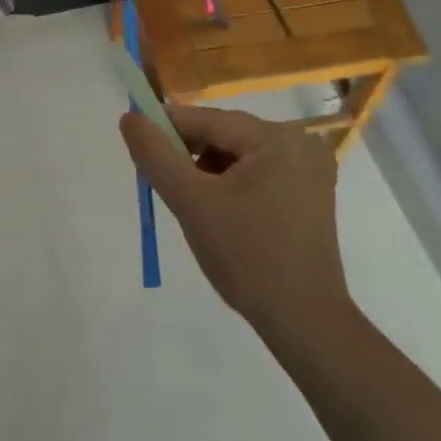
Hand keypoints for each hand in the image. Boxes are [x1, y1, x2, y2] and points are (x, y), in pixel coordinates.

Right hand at [119, 105, 348, 340]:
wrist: (304, 322)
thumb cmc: (246, 256)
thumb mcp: (191, 202)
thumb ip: (156, 155)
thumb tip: (130, 117)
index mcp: (275, 137)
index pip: (206, 120)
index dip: (166, 129)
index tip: (137, 147)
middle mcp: (299, 143)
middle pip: (224, 136)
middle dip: (189, 156)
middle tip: (164, 186)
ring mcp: (309, 170)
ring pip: (238, 156)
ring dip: (209, 173)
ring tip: (195, 208)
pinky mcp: (310, 195)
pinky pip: (257, 174)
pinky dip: (232, 186)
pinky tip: (222, 216)